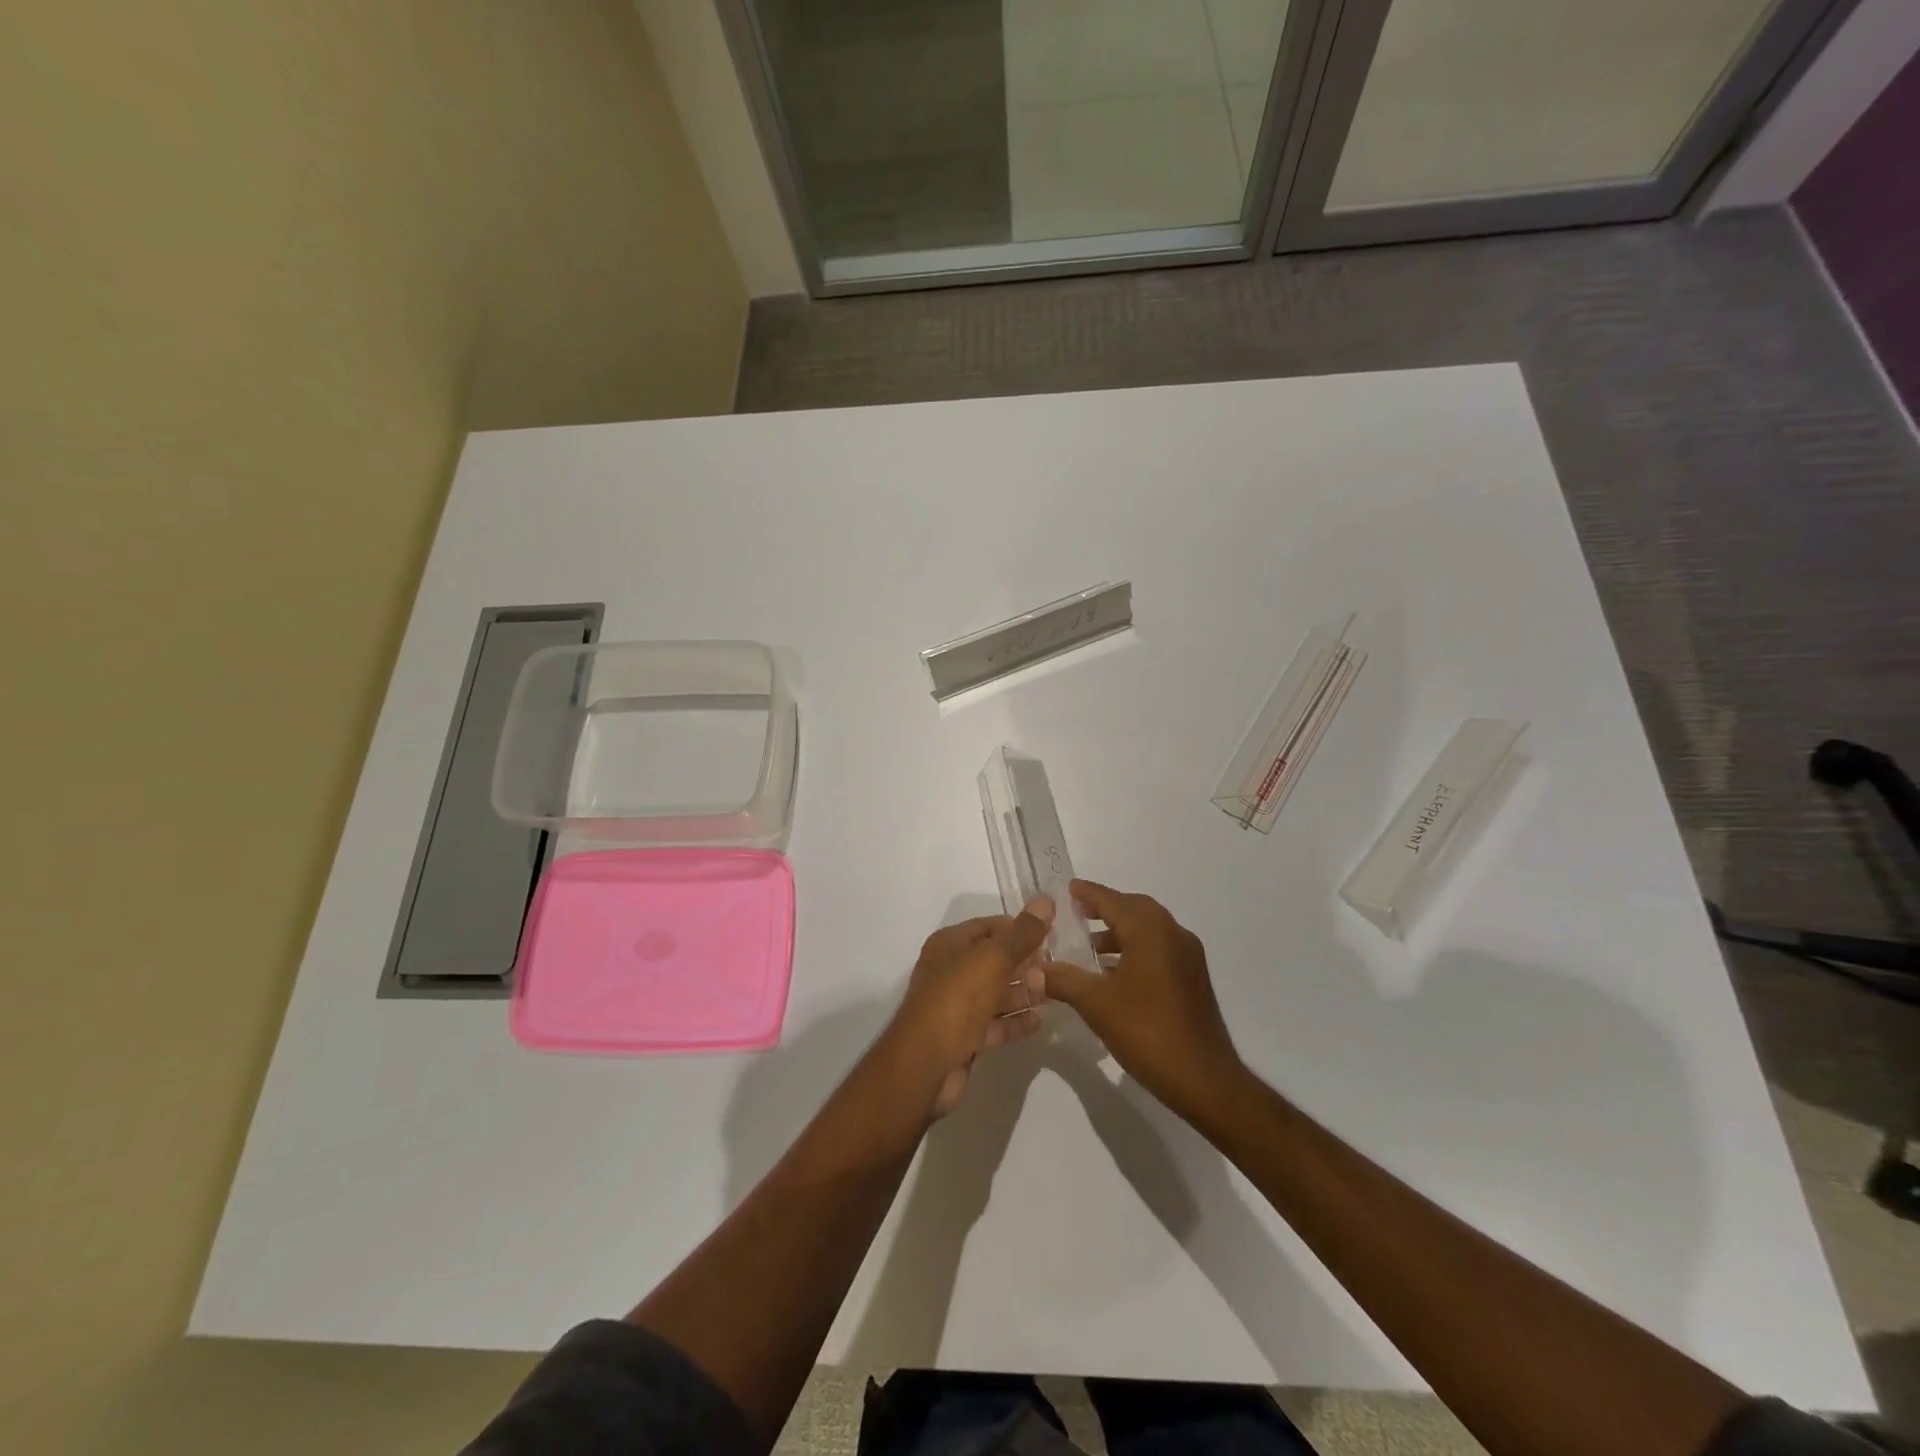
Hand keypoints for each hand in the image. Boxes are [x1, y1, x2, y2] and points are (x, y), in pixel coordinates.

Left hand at [878, 899, 1052, 1119]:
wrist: (926, 1063)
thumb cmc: (958, 998)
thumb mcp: (993, 958)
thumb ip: (1023, 933)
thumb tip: (1046, 900)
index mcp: (950, 944)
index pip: (990, 926)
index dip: (1020, 928)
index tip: (1053, 934)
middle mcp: (950, 971)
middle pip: (994, 960)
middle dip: (1025, 962)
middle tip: (1058, 966)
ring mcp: (956, 1006)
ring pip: (996, 992)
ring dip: (1023, 992)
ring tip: (1054, 992)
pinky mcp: (964, 1037)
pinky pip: (995, 1023)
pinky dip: (1015, 1020)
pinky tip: (1041, 1021)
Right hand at [1039, 880, 1245, 1123]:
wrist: (1204, 1079)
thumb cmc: (1148, 1032)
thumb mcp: (1097, 1004)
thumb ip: (1064, 980)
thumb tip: (1034, 969)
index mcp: (1150, 931)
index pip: (1113, 900)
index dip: (1088, 893)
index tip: (1067, 889)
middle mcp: (1173, 934)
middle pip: (1134, 908)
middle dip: (1106, 908)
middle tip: (1077, 914)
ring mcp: (1187, 957)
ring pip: (1148, 930)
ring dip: (1120, 932)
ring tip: (1088, 948)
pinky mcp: (1192, 978)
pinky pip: (1159, 949)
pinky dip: (1135, 949)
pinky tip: (1112, 974)